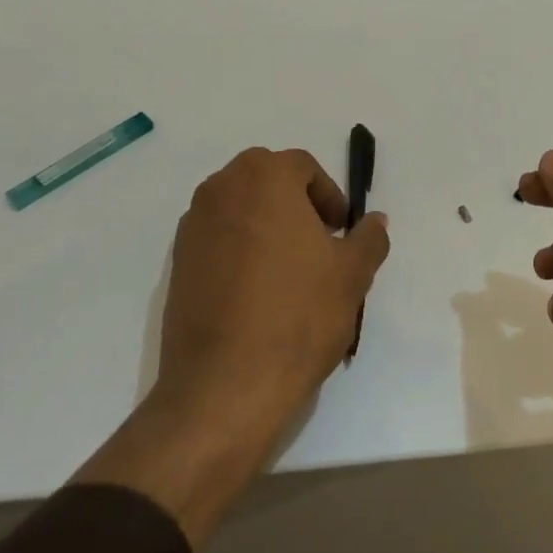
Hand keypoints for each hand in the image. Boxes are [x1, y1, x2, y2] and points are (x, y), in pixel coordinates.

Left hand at [76, 148, 389, 545]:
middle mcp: (221, 190)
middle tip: (318, 244)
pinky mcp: (177, 264)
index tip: (340, 232)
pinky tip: (258, 294)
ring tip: (290, 272)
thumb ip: (368, 238)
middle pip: (266, 181)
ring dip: (266, 226)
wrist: (225, 386)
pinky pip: (218, 240)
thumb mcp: (353, 275)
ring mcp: (192, 227)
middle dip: (295, 204)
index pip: (302, 166)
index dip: (329, 196)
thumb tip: (375, 221)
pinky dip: (240, 251)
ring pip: (239, 209)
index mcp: (263, 178)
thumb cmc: (298, 315)